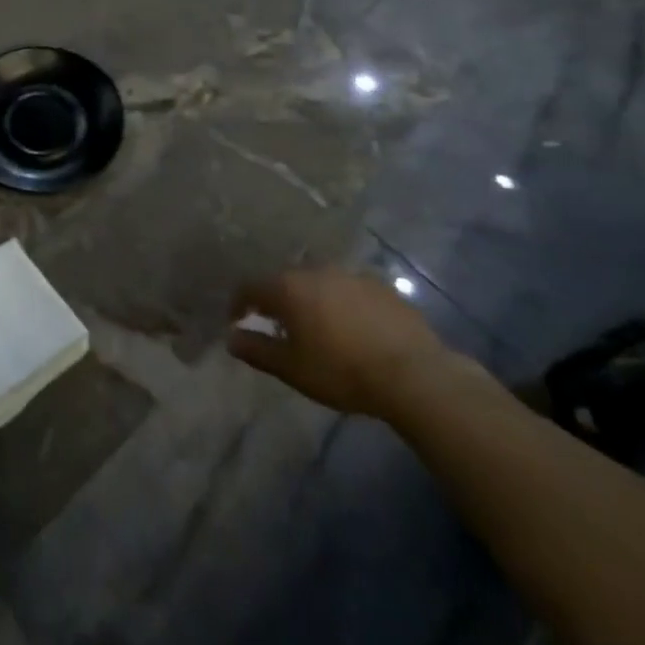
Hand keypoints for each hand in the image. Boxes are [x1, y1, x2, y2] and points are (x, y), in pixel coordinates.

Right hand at [227, 268, 451, 418]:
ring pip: (318, 282)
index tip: (237, 322)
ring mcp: (350, 274)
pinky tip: (352, 327)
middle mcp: (315, 270)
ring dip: (311, 299)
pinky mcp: (380, 285)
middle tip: (279, 326)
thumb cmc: (342, 371)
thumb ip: (257, 350)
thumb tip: (230, 338)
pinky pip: (349, 290)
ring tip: (317, 326)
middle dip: (277, 300)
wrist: (414, 374)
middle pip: (285, 280)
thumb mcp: (293, 369)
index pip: (250, 287)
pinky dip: (342, 303)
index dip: (239, 304)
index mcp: (288, 287)